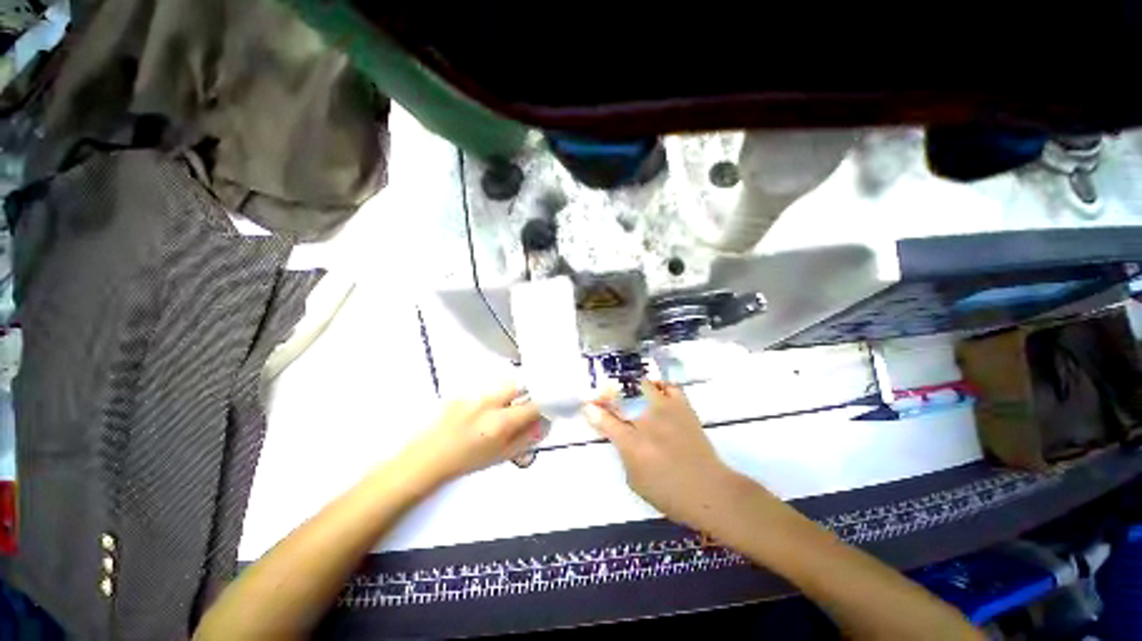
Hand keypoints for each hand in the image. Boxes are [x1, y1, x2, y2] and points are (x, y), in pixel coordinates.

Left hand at [404, 384, 541, 482]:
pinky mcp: (463, 391)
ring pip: (503, 385)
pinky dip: (493, 395)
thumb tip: (544, 422)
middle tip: (525, 405)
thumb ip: (527, 437)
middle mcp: (489, 403)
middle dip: (527, 393)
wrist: (428, 458)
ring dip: (510, 394)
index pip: (534, 404)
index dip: (546, 404)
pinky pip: (487, 387)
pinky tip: (483, 409)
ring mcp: (474, 394)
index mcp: (500, 423)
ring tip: (502, 409)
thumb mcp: (502, 455)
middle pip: (519, 384)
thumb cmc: (466, 461)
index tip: (549, 407)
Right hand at [583, 381, 743, 528]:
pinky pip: (669, 386)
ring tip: (633, 393)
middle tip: (606, 396)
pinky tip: (657, 394)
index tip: (588, 405)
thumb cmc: (668, 493)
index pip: (604, 420)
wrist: (708, 489)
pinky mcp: (683, 407)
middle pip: (620, 397)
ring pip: (643, 385)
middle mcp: (646, 421)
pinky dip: (660, 387)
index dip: (593, 411)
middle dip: (608, 393)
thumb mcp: (635, 480)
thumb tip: (618, 434)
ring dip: (634, 388)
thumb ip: (623, 454)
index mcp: (632, 443)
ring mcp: (666, 410)